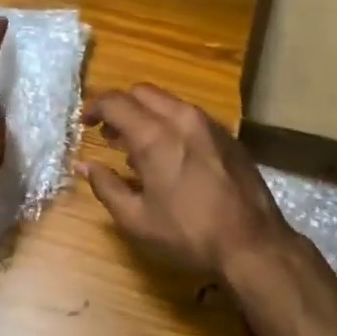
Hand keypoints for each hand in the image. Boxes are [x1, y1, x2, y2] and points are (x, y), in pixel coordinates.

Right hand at [82, 84, 295, 276]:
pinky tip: (170, 155)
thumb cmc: (188, 234)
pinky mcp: (227, 135)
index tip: (84, 123)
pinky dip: (170, 123)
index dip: (94, 107)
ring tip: (136, 148)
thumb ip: (106, 186)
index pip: (115, 102)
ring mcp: (209, 124)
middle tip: (108, 134)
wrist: (252, 242)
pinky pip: (189, 116)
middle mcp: (182, 119)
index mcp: (155, 136)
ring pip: (168, 102)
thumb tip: (85, 165)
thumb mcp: (136, 219)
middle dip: (120, 107)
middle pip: (142, 93)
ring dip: (146, 114)